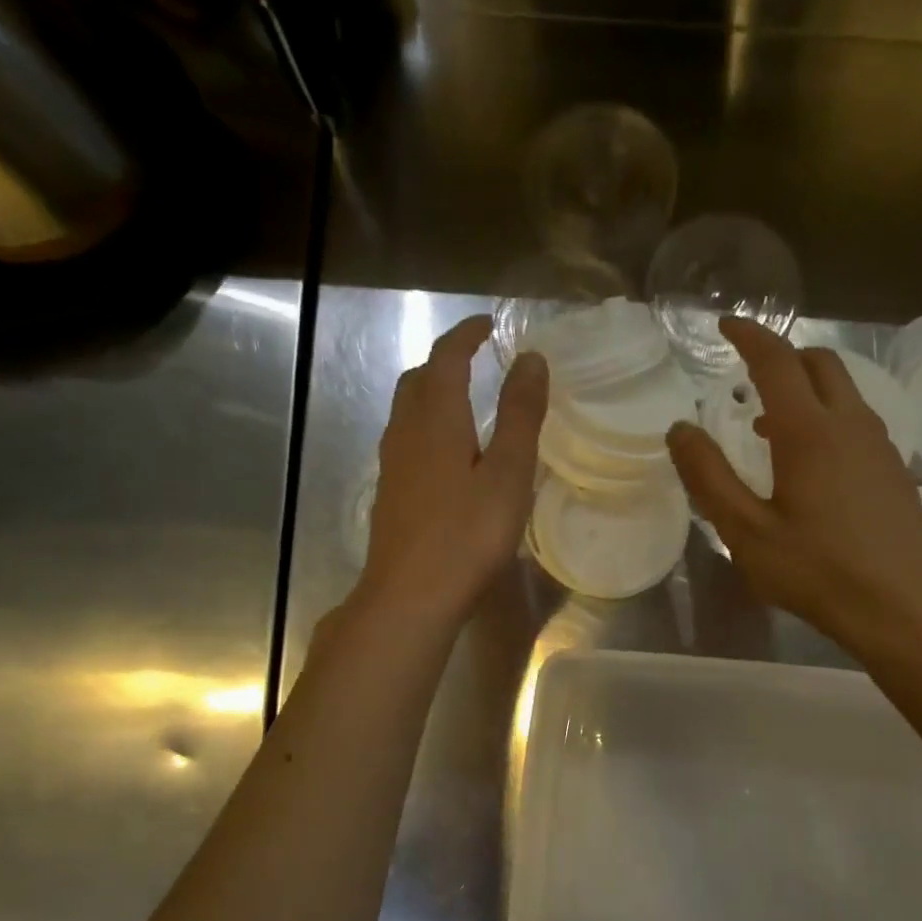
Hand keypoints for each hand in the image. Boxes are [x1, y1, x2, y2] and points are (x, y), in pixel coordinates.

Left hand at [359, 315, 547, 623]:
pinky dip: (427, 427)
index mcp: (436, 419)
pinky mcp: (391, 494)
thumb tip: (530, 358)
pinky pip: (406, 441)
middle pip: (419, 380)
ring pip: (407, 411)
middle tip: (477, 361)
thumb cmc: (467, 535)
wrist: (410, 596)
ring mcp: (393, 466)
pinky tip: (447, 456)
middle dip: (446, 361)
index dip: (466, 334)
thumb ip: (519, 415)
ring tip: (465, 402)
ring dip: (433, 393)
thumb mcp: (507, 474)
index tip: (489, 324)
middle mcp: (406, 433)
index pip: (447, 358)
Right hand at [667, 319, 921, 654]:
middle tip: (749, 376)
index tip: (726, 326)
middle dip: (783, 356)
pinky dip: (827, 418)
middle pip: (819, 363)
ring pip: (843, 391)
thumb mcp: (747, 533)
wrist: (905, 606)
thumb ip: (709, 478)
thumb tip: (680, 430)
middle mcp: (850, 424)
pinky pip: (857, 421)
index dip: (749, 336)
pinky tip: (811, 464)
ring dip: (805, 390)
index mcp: (809, 431)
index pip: (776, 360)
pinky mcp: (895, 470)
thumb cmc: (818, 571)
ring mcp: (880, 445)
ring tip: (770, 426)